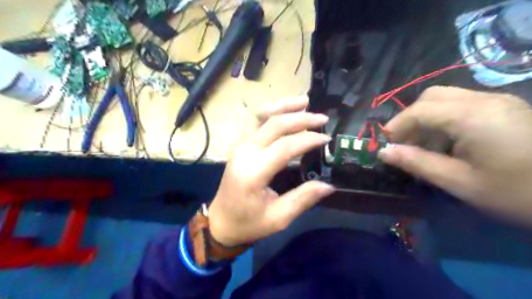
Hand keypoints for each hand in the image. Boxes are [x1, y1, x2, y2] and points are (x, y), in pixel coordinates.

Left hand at [207, 97, 333, 245]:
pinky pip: (252, 121)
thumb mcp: (278, 218)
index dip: (307, 139)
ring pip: (259, 116)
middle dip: (300, 119)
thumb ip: (303, 199)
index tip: (326, 139)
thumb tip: (329, 185)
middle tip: (322, 118)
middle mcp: (244, 153)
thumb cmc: (249, 223)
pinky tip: (282, 110)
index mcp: (253, 173)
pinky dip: (269, 111)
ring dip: (282, 106)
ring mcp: (238, 146)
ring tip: (303, 101)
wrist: (221, 222)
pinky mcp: (238, 146)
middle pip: (273, 125)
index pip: (284, 147)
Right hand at [380, 87, 531, 223]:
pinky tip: (448, 142)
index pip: (420, 110)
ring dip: (426, 117)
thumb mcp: (460, 183)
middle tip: (404, 142)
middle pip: (432, 96)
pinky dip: (444, 119)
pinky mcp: (507, 109)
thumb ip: (418, 163)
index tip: (385, 144)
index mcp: (473, 117)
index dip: (396, 126)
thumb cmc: (520, 193)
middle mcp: (485, 100)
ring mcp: (499, 102)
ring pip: (447, 98)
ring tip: (424, 144)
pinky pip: (463, 104)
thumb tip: (384, 152)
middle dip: (410, 117)